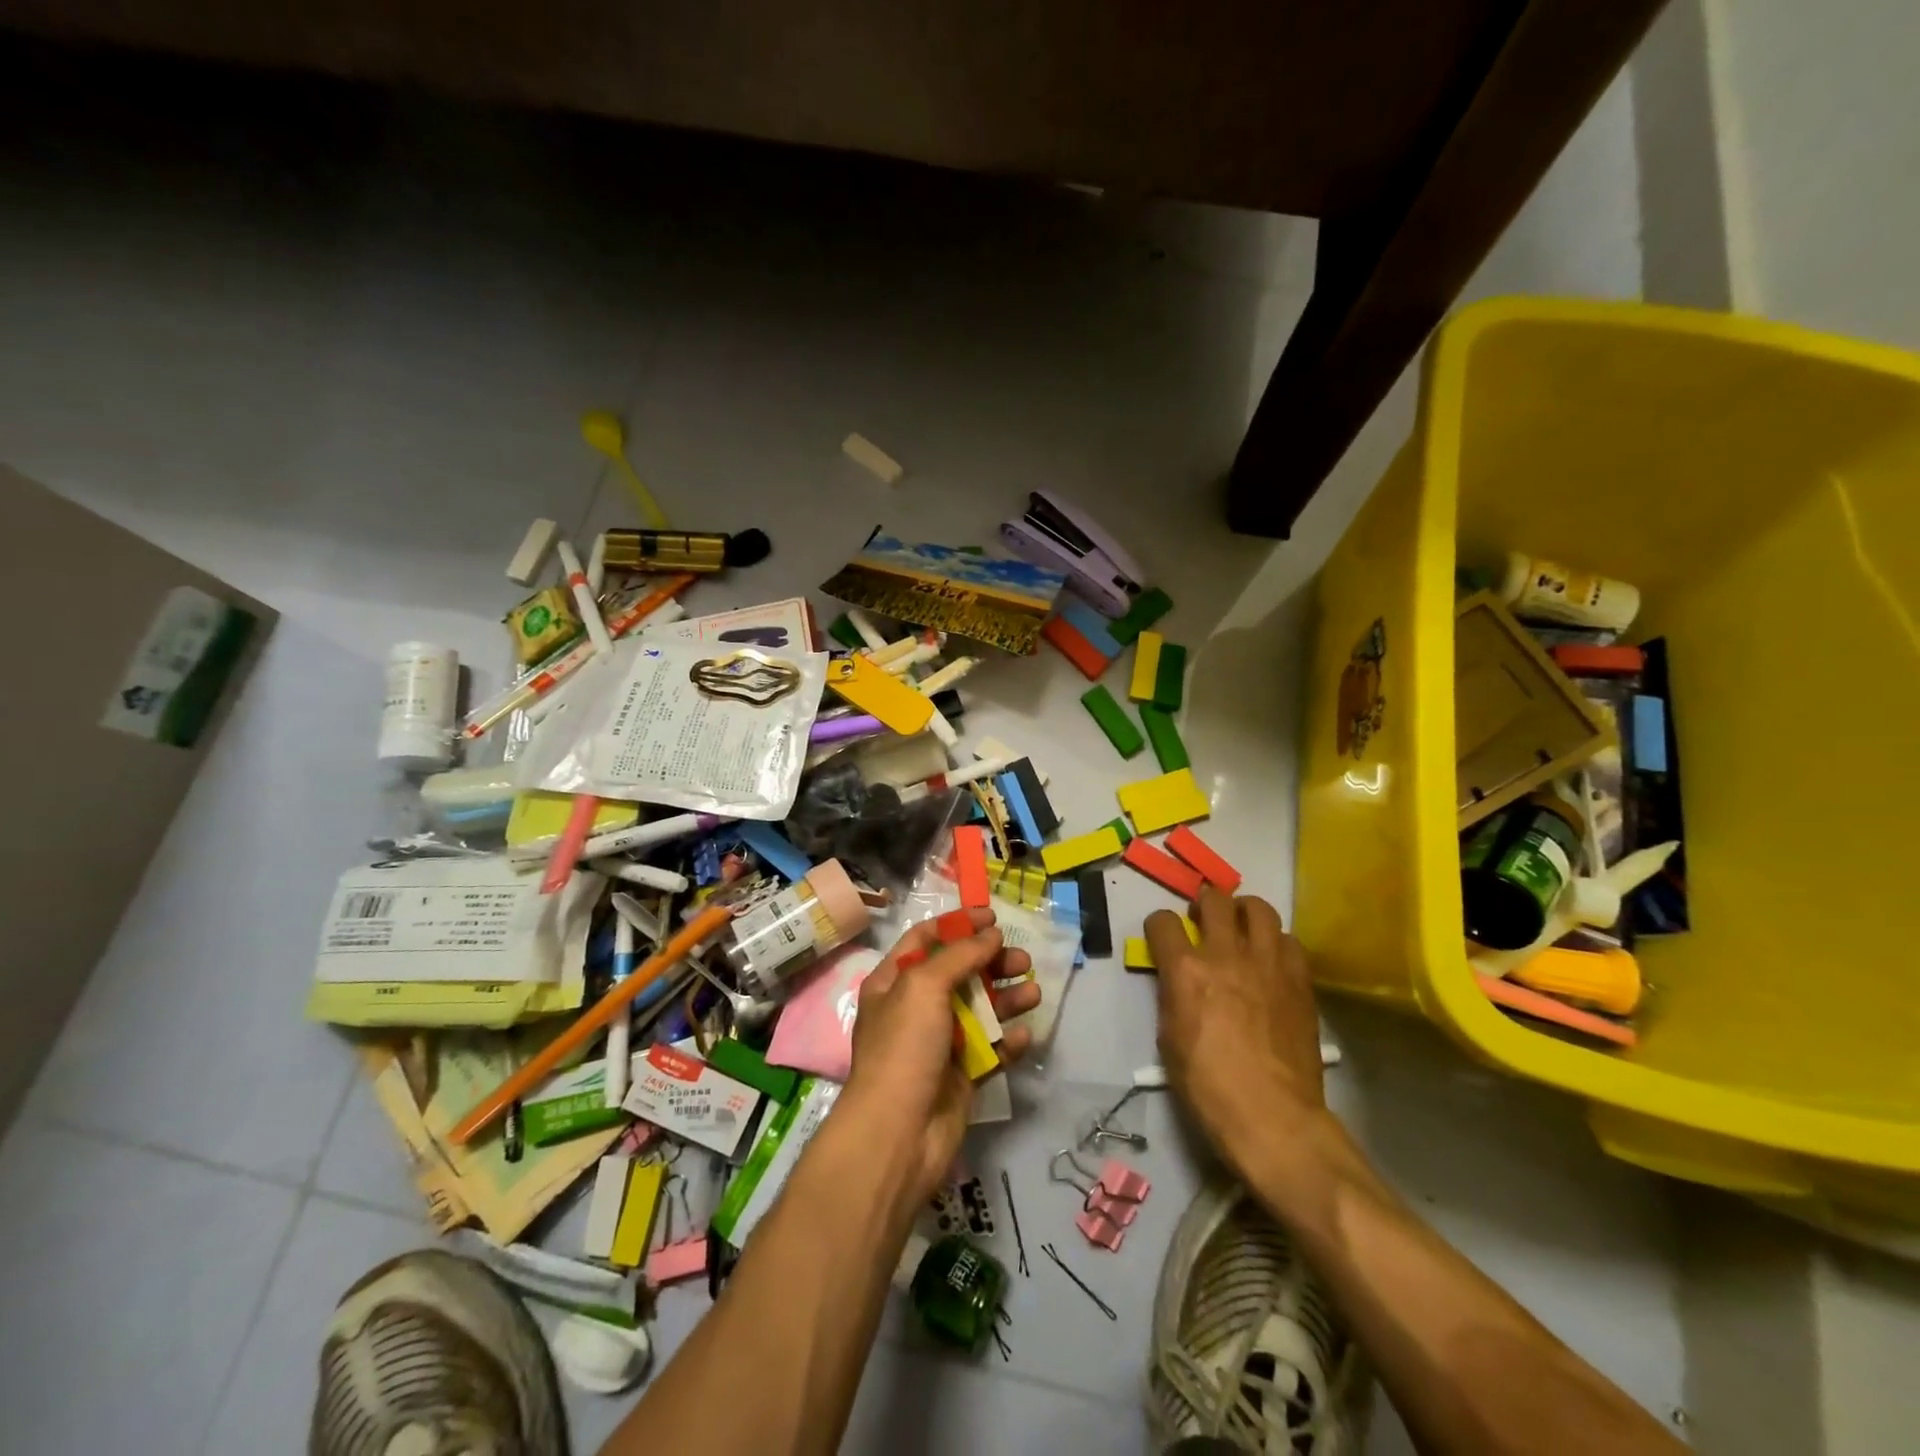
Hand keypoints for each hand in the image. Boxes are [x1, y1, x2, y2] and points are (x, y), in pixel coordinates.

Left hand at [843, 909, 1039, 1205]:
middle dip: (991, 962)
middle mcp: (914, 1008)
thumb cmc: (904, 1047)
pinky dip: (1008, 1041)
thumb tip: (991, 934)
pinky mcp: (961, 1075)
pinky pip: (990, 1050)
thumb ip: (959, 955)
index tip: (993, 917)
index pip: (925, 939)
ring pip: (979, 1010)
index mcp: (893, 982)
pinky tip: (1025, 1035)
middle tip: (1022, 958)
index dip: (958, 924)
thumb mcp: (923, 986)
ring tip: (1033, 992)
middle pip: (958, 973)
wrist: (898, 1133)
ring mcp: (938, 1043)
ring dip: (1006, 998)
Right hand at [1148, 888, 1325, 1182]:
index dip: (1158, 926)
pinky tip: (1272, 958)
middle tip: (1203, 918)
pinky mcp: (1300, 980)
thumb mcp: (1170, 1038)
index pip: (1163, 922)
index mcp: (1185, 970)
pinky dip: (1276, 941)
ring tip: (1241, 925)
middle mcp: (1225, 954)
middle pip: (1214, 900)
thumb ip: (1173, 996)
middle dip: (1203, 903)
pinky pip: (1290, 940)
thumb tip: (1178, 980)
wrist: (1273, 1117)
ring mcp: (1268, 963)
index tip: (1162, 936)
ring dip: (1244, 911)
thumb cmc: (1208, 1086)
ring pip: (1258, 908)